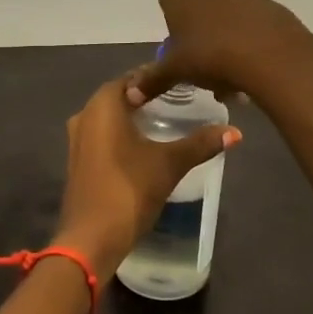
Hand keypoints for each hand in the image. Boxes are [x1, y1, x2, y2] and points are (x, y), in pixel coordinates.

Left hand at [53, 74, 238, 280]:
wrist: (91, 237)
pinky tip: (145, 145)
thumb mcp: (170, 164)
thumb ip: (201, 143)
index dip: (158, 76)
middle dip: (147, 95)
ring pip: (109, 117)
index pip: (133, 77)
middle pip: (120, 95)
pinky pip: (103, 136)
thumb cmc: (129, 190)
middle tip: (181, 98)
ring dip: (134, 116)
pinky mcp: (78, 161)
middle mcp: (84, 115)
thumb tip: (235, 132)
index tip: (184, 79)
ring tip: (167, 119)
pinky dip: (122, 134)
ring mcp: (78, 139)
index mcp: (103, 105)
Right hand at [128, 0, 312, 108]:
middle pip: (197, 6)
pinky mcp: (267, 3)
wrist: (269, 53)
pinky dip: (245, 42)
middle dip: (198, 33)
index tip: (179, 51)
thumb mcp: (174, 69)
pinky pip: (248, 22)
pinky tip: (246, 70)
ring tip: (226, 78)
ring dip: (222, 40)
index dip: (173, 27)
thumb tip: (129, 96)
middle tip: (200, 64)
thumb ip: (152, 80)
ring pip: (224, 15)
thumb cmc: (208, 53)